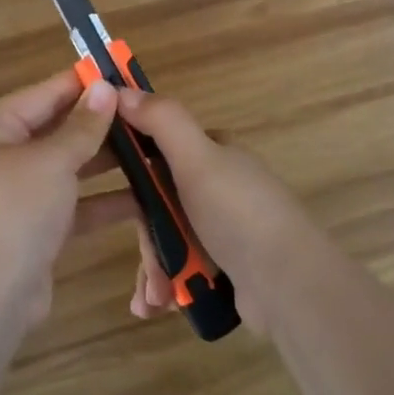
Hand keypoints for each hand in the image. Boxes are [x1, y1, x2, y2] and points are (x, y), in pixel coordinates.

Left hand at [0, 70, 131, 329]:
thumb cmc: (12, 213)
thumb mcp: (51, 162)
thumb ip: (81, 127)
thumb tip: (104, 87)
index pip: (41, 95)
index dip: (79, 84)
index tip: (118, 72)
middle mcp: (0, 157)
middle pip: (55, 130)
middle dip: (97, 124)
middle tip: (142, 112)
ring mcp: (18, 196)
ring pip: (68, 168)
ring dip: (105, 161)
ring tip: (149, 148)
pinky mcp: (36, 230)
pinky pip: (73, 204)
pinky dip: (102, 201)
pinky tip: (142, 197)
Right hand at [116, 86, 319, 332]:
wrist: (290, 286)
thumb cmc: (238, 213)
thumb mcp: (197, 158)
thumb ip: (162, 120)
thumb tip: (122, 88)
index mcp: (213, 153)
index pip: (158, 148)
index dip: (129, 165)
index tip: (103, 186)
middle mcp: (218, 185)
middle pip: (159, 200)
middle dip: (145, 235)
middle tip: (146, 263)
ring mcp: (224, 227)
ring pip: (169, 237)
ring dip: (154, 267)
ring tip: (154, 298)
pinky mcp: (228, 265)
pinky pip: (184, 268)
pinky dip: (169, 286)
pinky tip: (159, 306)